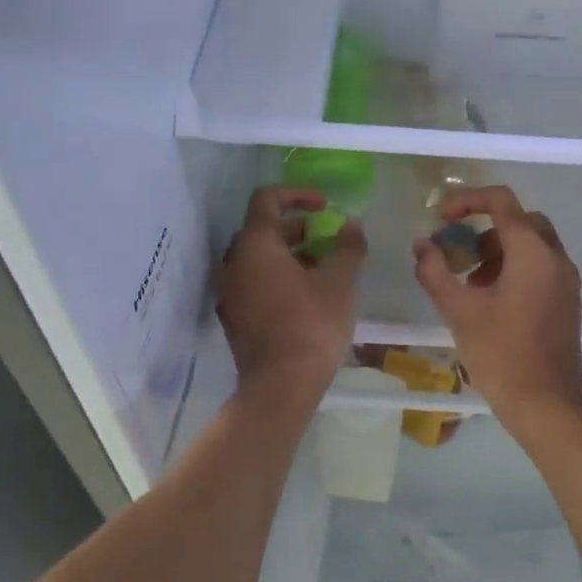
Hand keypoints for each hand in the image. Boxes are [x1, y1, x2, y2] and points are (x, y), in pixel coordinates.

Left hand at [217, 187, 364, 417]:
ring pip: (257, 257)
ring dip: (288, 253)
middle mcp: (233, 262)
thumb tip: (352, 225)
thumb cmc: (311, 324)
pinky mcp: (233, 316)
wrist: (280, 386)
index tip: (324, 206)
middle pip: (261, 228)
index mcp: (255, 245)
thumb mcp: (340, 281)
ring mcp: (229, 291)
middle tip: (326, 238)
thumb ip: (347, 246)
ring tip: (321, 267)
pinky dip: (276, 275)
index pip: (267, 199)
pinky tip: (305, 294)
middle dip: (296, 227)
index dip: (297, 194)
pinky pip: (253, 281)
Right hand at [411, 185, 581, 444]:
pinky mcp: (567, 300)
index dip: (467, 201)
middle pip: (519, 220)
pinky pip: (540, 266)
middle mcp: (556, 257)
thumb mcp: (459, 311)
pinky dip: (514, 267)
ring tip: (469, 283)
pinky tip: (490, 301)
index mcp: (533, 252)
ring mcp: (566, 280)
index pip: (501, 201)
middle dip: (484, 228)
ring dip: (497, 250)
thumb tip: (422, 244)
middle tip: (458, 252)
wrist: (548, 406)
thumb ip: (435, 271)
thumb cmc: (501, 354)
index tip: (442, 218)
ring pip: (530, 243)